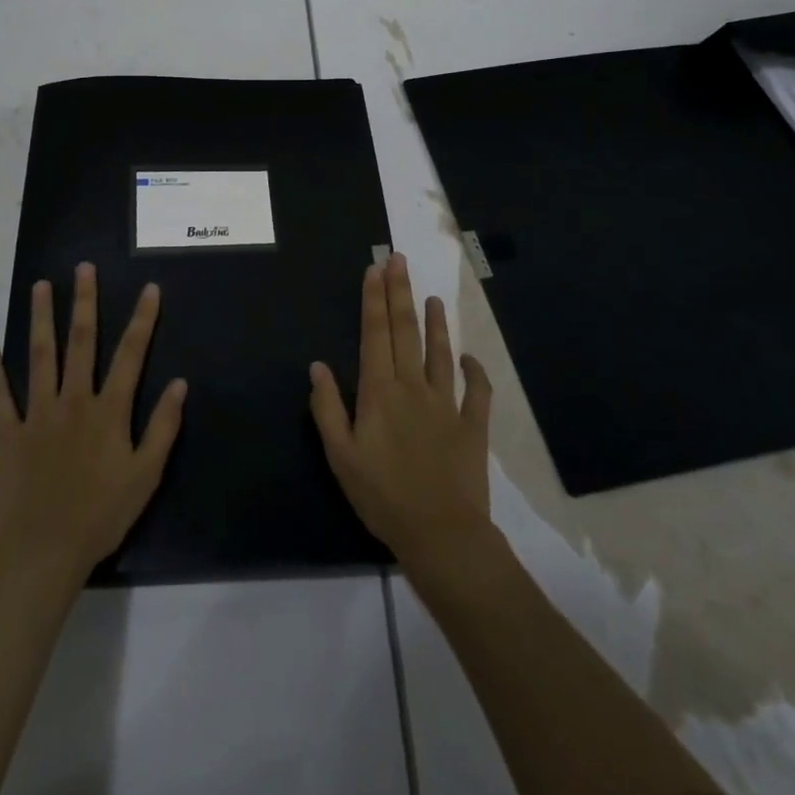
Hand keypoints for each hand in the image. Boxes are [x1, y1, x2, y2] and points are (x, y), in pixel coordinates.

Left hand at [0, 263, 187, 586]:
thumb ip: (163, 427)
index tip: (149, 288)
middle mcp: (73, 400)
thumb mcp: (146, 475)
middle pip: (80, 342)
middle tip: (83, 268)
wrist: (42, 551)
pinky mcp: (9, 433)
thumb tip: (179, 384)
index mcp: (108, 410)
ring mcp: (37, 414)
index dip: (142, 319)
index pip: (130, 354)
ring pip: (39, 357)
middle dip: (83, 302)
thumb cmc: (101, 514)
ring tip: (40, 287)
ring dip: (40, 319)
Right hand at [309, 253, 493, 572]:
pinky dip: (474, 371)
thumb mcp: (340, 456)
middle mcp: (413, 387)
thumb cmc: (382, 496)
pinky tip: (468, 356)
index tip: (375, 269)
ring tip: (432, 297)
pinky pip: (477, 391)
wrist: (441, 534)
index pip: (375, 334)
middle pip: (405, 331)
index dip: (374, 299)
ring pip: (439, 352)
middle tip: (398, 260)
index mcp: (379, 392)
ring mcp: (446, 404)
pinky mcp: (472, 425)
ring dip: (435, 323)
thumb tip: (317, 365)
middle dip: (400, 293)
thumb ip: (328, 408)